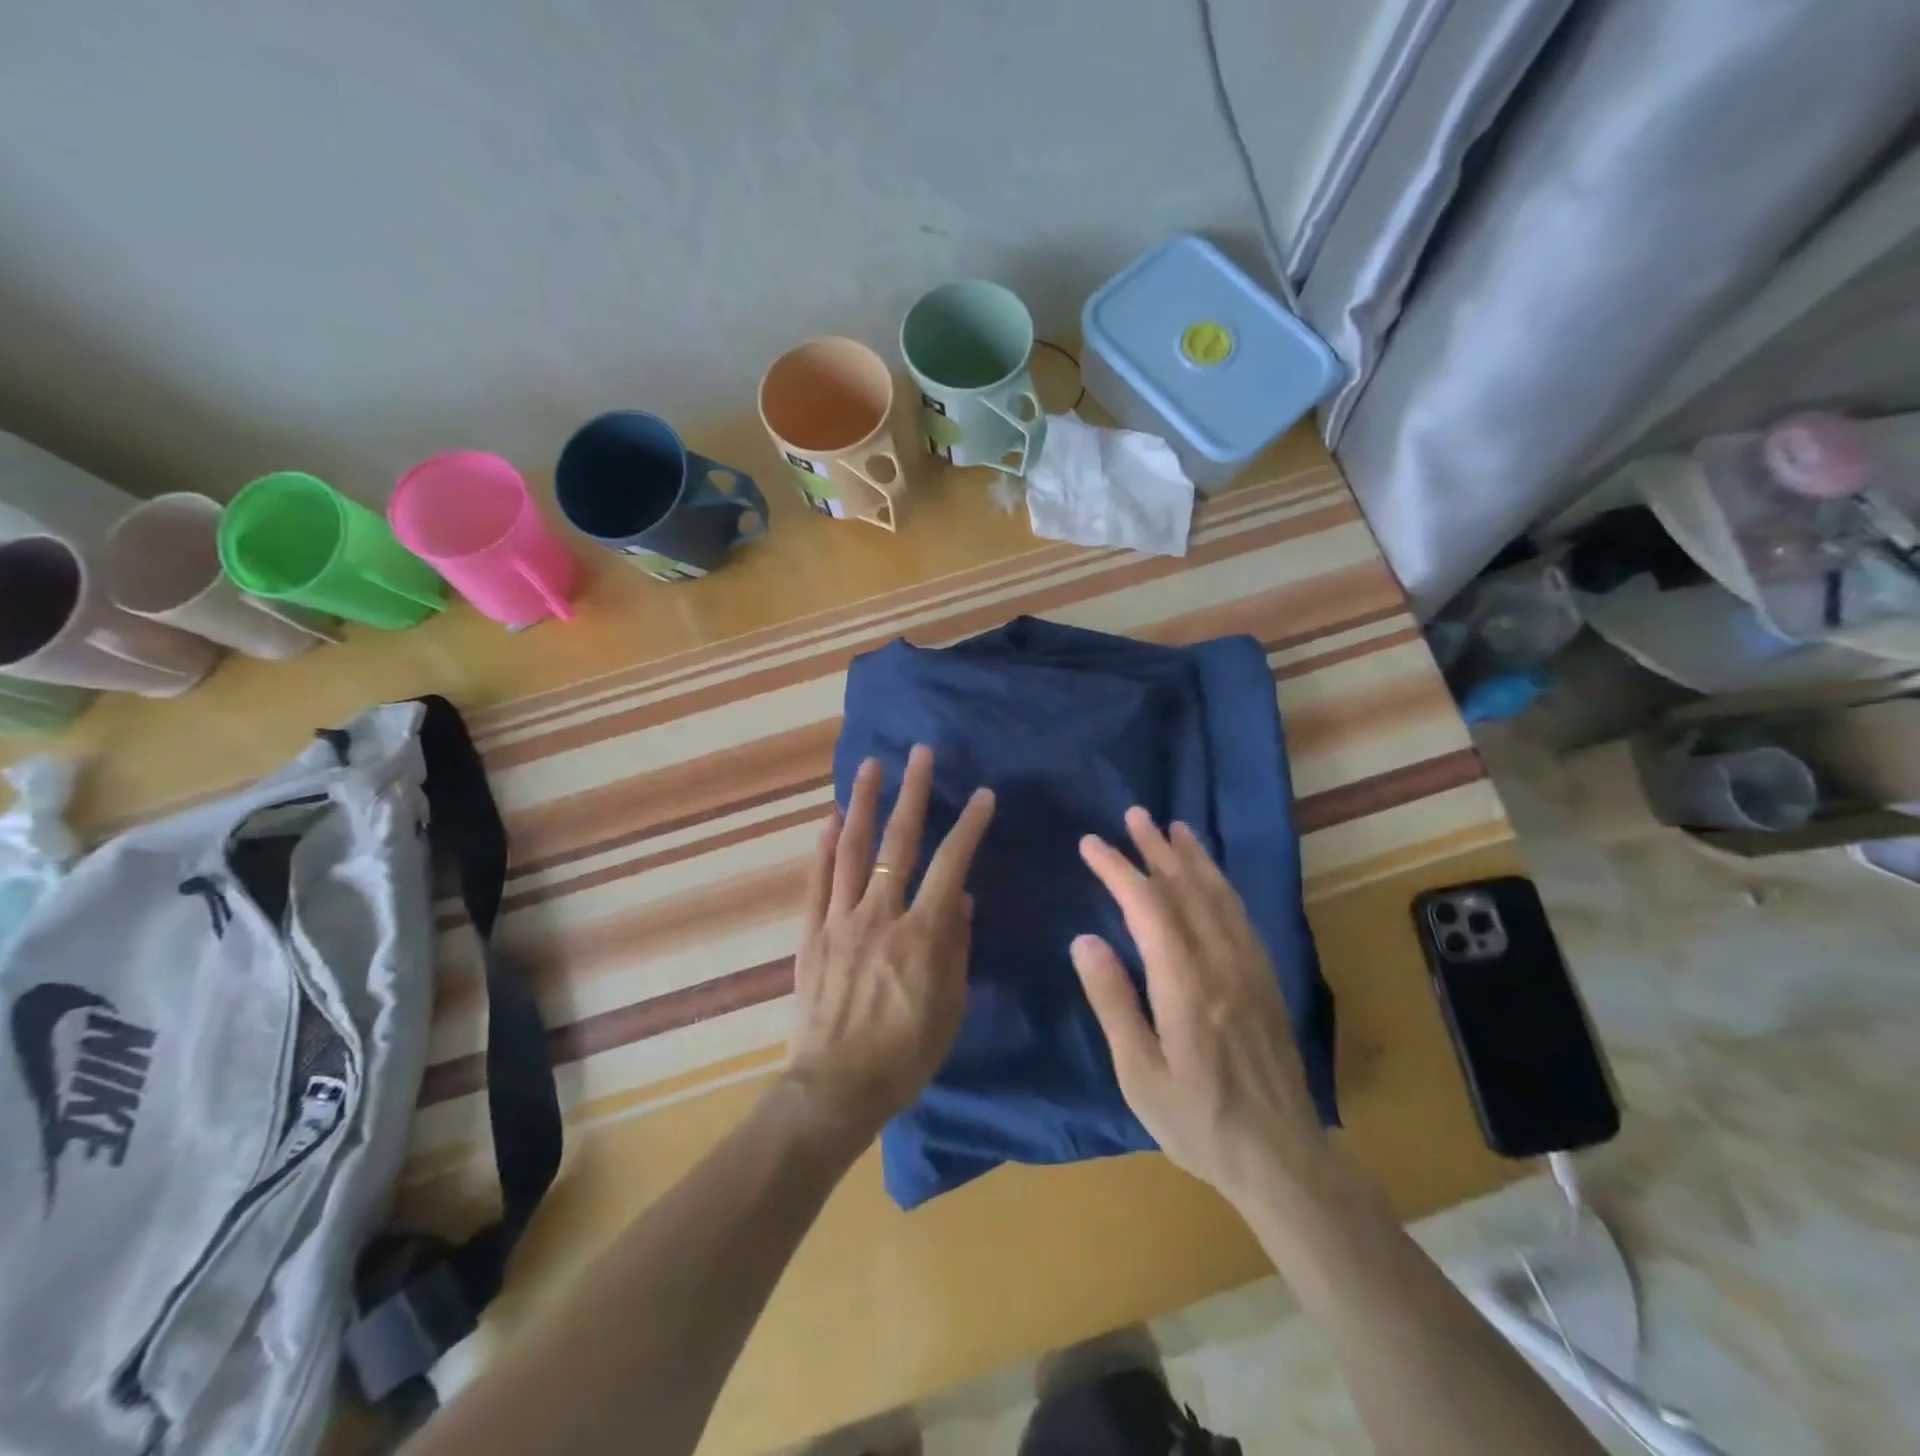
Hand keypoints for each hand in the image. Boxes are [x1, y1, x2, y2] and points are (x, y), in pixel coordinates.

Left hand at [784, 745, 995, 1146]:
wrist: (834, 1089)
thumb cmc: (904, 1056)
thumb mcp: (950, 1009)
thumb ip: (957, 948)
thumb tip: (962, 899)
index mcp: (921, 935)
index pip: (952, 866)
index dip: (969, 827)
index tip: (983, 796)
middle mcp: (880, 915)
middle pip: (898, 843)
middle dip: (913, 793)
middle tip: (920, 754)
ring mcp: (840, 921)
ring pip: (852, 850)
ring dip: (862, 804)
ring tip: (871, 767)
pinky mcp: (812, 934)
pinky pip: (818, 881)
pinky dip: (824, 847)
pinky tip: (829, 820)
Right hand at [1072, 809, 1329, 1207]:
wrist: (1281, 1158)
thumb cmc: (1197, 1121)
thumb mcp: (1139, 1074)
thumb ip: (1112, 1001)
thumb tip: (1085, 939)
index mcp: (1185, 984)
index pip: (1147, 906)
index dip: (1118, 869)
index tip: (1091, 845)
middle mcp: (1221, 962)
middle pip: (1186, 888)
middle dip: (1156, 848)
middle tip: (1134, 815)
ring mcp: (1250, 968)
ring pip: (1219, 895)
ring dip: (1193, 857)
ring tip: (1174, 828)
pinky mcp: (1266, 979)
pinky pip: (1242, 915)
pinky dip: (1221, 884)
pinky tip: (1212, 877)